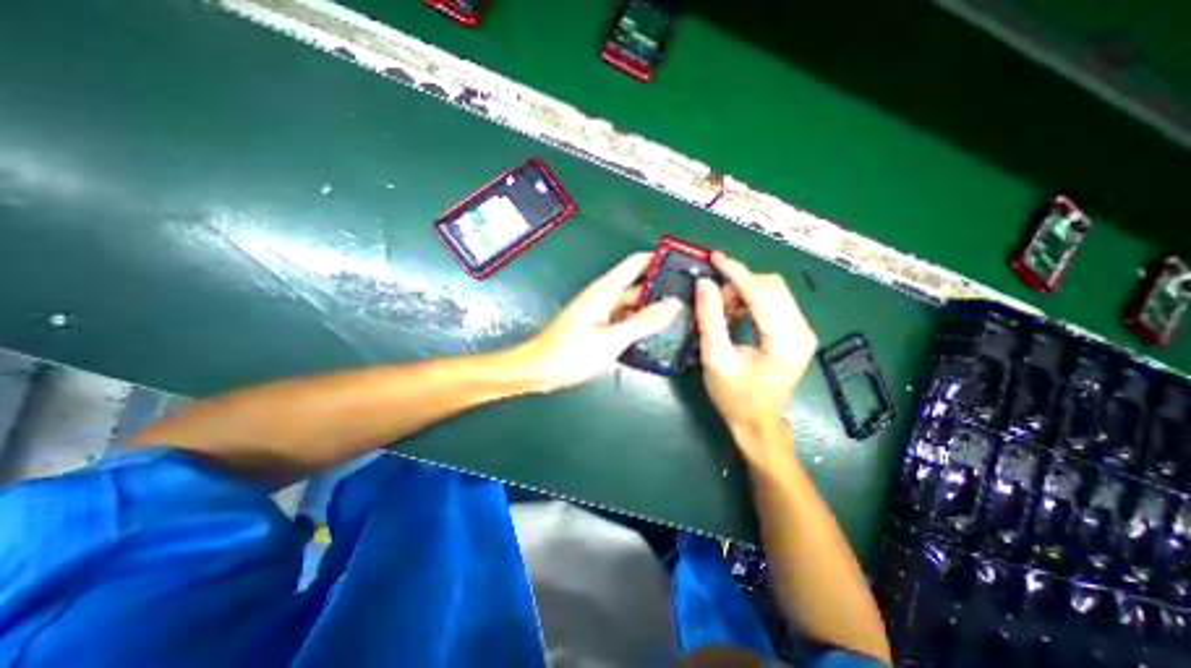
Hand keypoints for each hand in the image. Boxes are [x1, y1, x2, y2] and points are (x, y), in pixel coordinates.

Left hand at [513, 254, 678, 393]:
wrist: (538, 370)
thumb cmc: (570, 352)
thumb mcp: (611, 338)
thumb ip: (643, 321)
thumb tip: (674, 303)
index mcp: (606, 290)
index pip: (637, 263)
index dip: (659, 259)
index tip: (685, 266)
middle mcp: (606, 297)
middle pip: (639, 286)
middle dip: (663, 291)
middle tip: (693, 301)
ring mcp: (603, 314)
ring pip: (634, 306)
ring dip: (654, 311)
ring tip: (683, 319)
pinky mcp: (600, 328)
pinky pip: (626, 321)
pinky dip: (641, 325)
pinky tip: (658, 335)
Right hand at [695, 252, 814, 453]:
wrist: (758, 422)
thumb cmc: (734, 396)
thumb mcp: (715, 358)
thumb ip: (710, 318)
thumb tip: (704, 283)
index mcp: (785, 339)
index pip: (760, 292)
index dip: (735, 271)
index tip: (714, 257)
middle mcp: (801, 330)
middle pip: (770, 285)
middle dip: (738, 285)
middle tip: (713, 303)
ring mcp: (802, 330)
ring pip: (772, 291)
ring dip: (743, 293)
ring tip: (723, 313)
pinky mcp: (796, 332)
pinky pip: (773, 302)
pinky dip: (750, 302)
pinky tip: (735, 316)